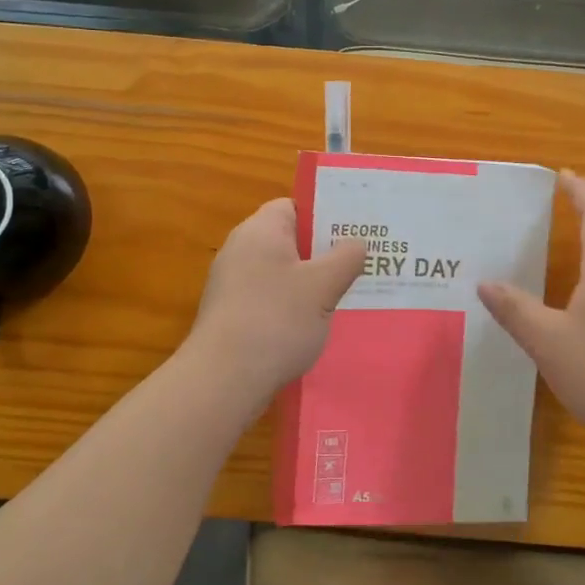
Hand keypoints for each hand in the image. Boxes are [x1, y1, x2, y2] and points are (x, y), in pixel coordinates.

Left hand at [186, 198, 366, 397]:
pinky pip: (270, 298)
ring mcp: (233, 284)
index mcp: (261, 230)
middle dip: (323, 252)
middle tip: (360, 264)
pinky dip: (292, 306)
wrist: (224, 378)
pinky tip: (315, 326)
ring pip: (281, 272)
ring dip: (310, 283)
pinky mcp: (232, 315)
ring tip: (346, 295)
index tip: (354, 232)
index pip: (294, 207)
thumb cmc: (277, 319)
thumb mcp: (323, 285)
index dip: (324, 216)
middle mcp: (241, 250)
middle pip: (289, 240)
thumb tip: (357, 242)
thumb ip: (346, 257)